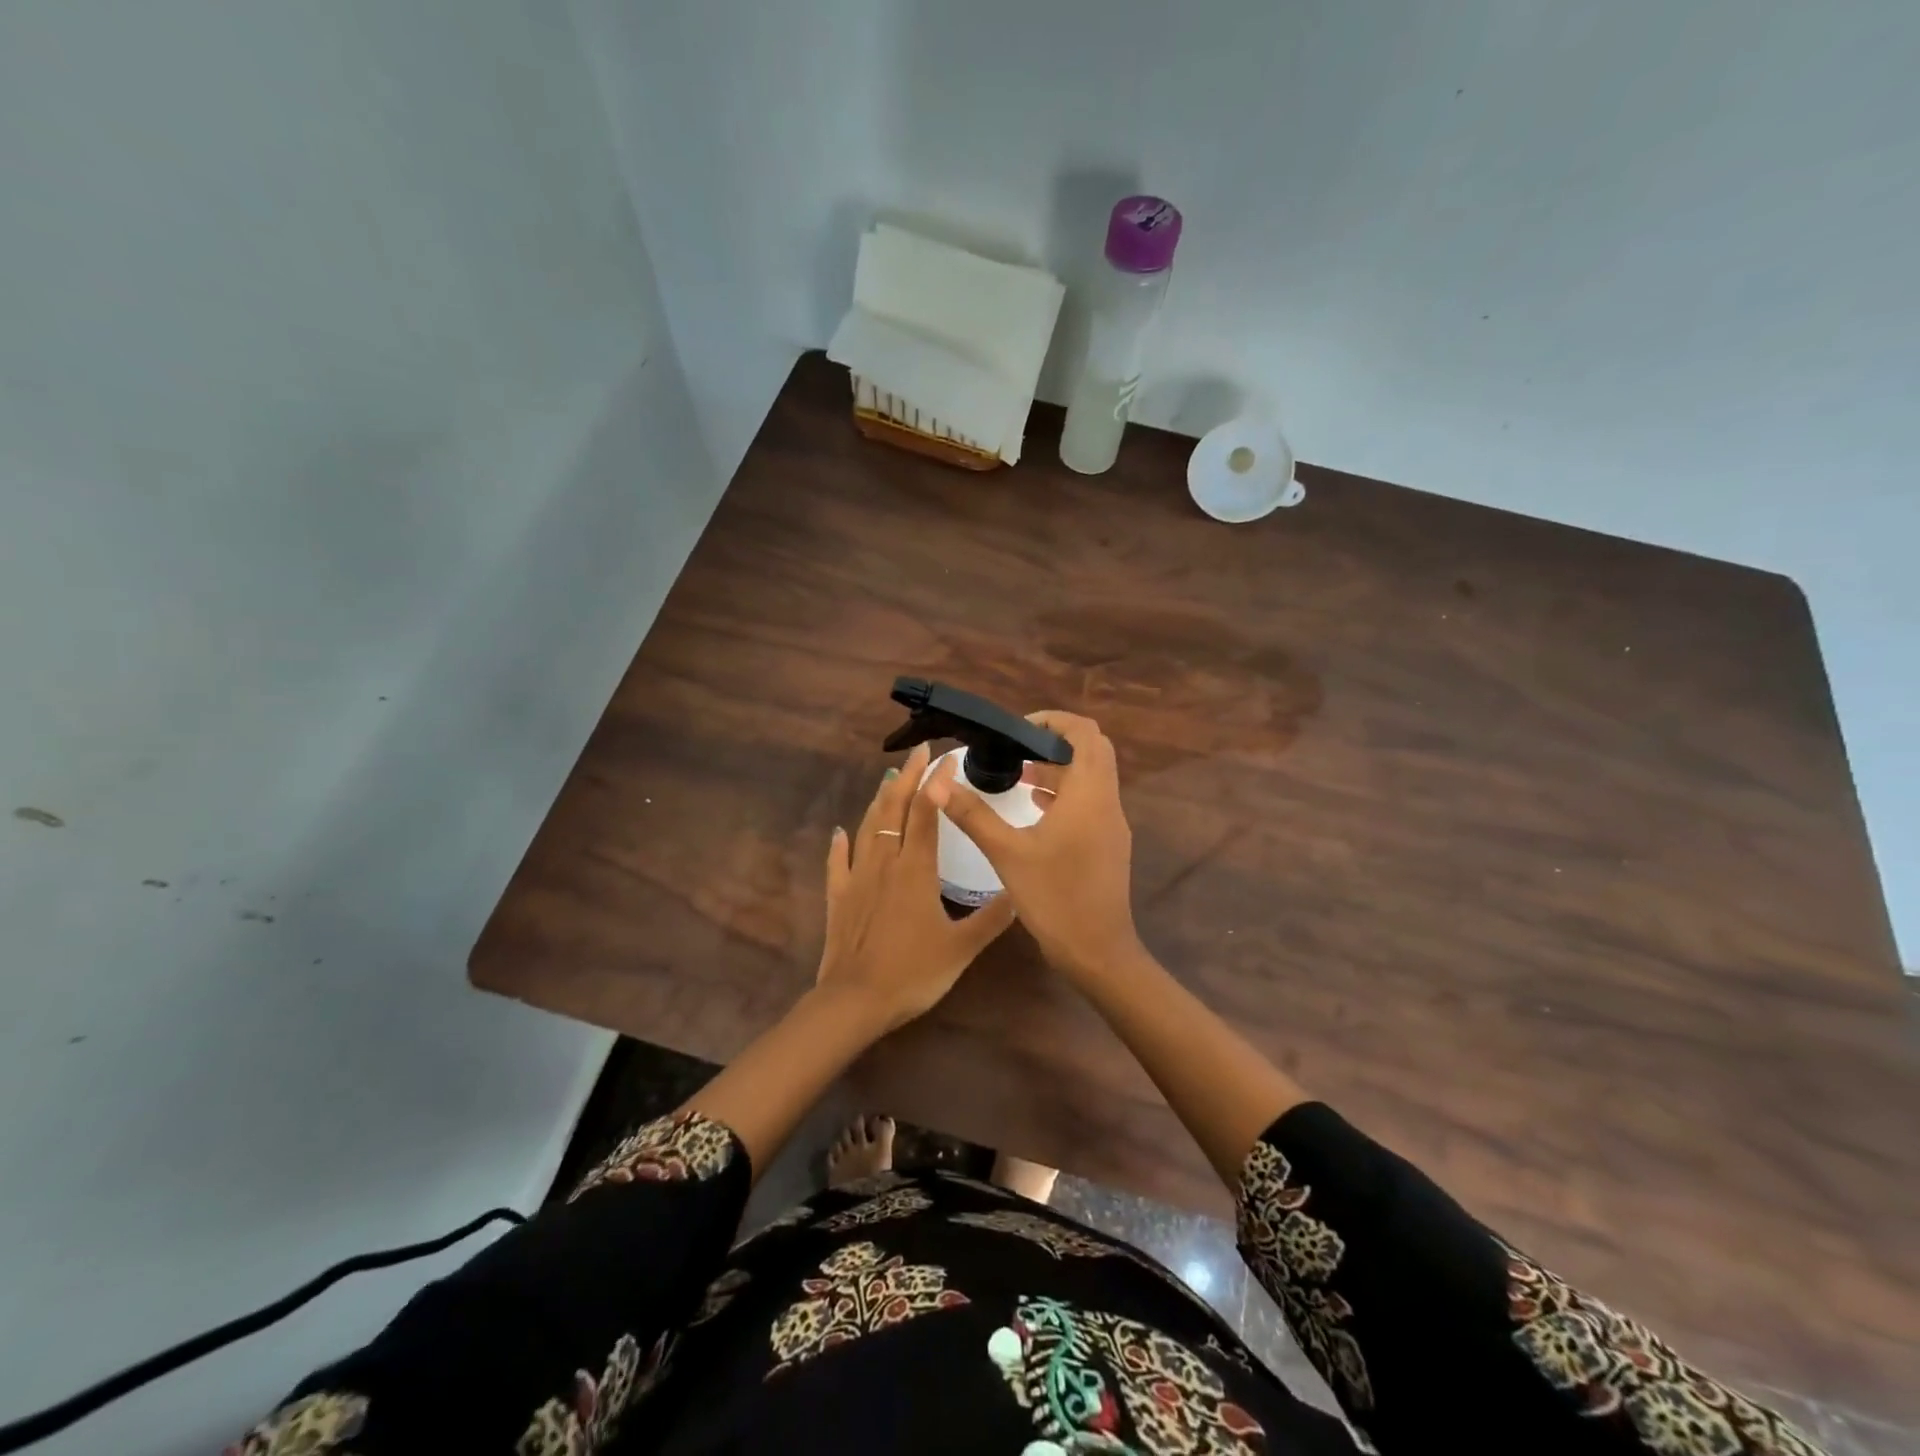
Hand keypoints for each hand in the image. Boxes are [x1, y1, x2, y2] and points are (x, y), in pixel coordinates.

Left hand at [815, 743, 1016, 1030]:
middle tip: (919, 751)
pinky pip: (837, 861)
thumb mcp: (962, 948)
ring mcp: (857, 877)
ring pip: (868, 827)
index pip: (926, 813)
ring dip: (879, 799)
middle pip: (894, 809)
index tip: (947, 758)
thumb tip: (1021, 891)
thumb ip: (992, 918)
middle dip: (907, 777)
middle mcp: (885, 862)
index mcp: (916, 869)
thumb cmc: (912, 973)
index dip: (936, 783)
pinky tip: (840, 831)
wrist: (855, 1002)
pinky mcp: (838, 897)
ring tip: (889, 778)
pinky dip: (839, 843)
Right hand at [924, 711, 1141, 982]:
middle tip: (1016, 749)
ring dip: (1059, 768)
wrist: (1097, 952)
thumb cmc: (1054, 897)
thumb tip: (937, 784)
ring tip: (1017, 775)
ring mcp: (1112, 823)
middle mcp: (1107, 801)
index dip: (1053, 721)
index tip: (1017, 731)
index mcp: (1088, 793)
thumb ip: (973, 814)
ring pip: (1091, 777)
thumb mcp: (1007, 853)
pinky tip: (1034, 807)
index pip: (1085, 732)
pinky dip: (1065, 794)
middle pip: (1092, 750)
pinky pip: (1090, 801)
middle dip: (1055, 742)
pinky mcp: (1109, 843)